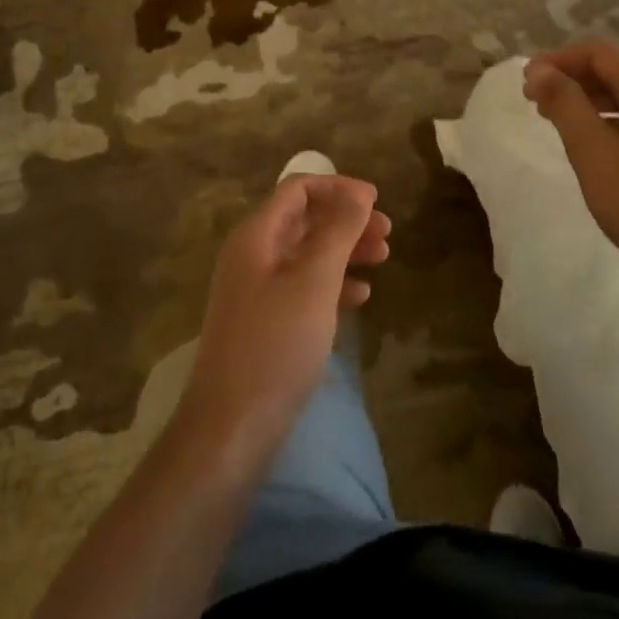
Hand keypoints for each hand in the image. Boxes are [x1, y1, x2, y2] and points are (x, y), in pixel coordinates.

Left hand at [183, 174, 390, 448]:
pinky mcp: (266, 322)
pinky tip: (361, 296)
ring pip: (308, 253)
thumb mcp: (314, 282)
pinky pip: (304, 286)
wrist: (230, 431)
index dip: (338, 187)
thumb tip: (358, 193)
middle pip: (305, 219)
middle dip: (347, 220)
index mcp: (257, 236)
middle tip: (388, 233)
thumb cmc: (275, 346)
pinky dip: (334, 283)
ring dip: (346, 250)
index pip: (298, 189)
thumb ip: (338, 231)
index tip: (376, 201)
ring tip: (383, 258)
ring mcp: (257, 290)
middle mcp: (253, 255)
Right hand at [523, 38, 618, 289]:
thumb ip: (565, 103)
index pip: (597, 52)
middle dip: (571, 79)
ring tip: (558, 123)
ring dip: (589, 100)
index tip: (526, 84)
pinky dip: (611, 120)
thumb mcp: (593, 151)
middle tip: (535, 104)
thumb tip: (540, 70)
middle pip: (614, 69)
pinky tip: (595, 146)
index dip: (557, 60)